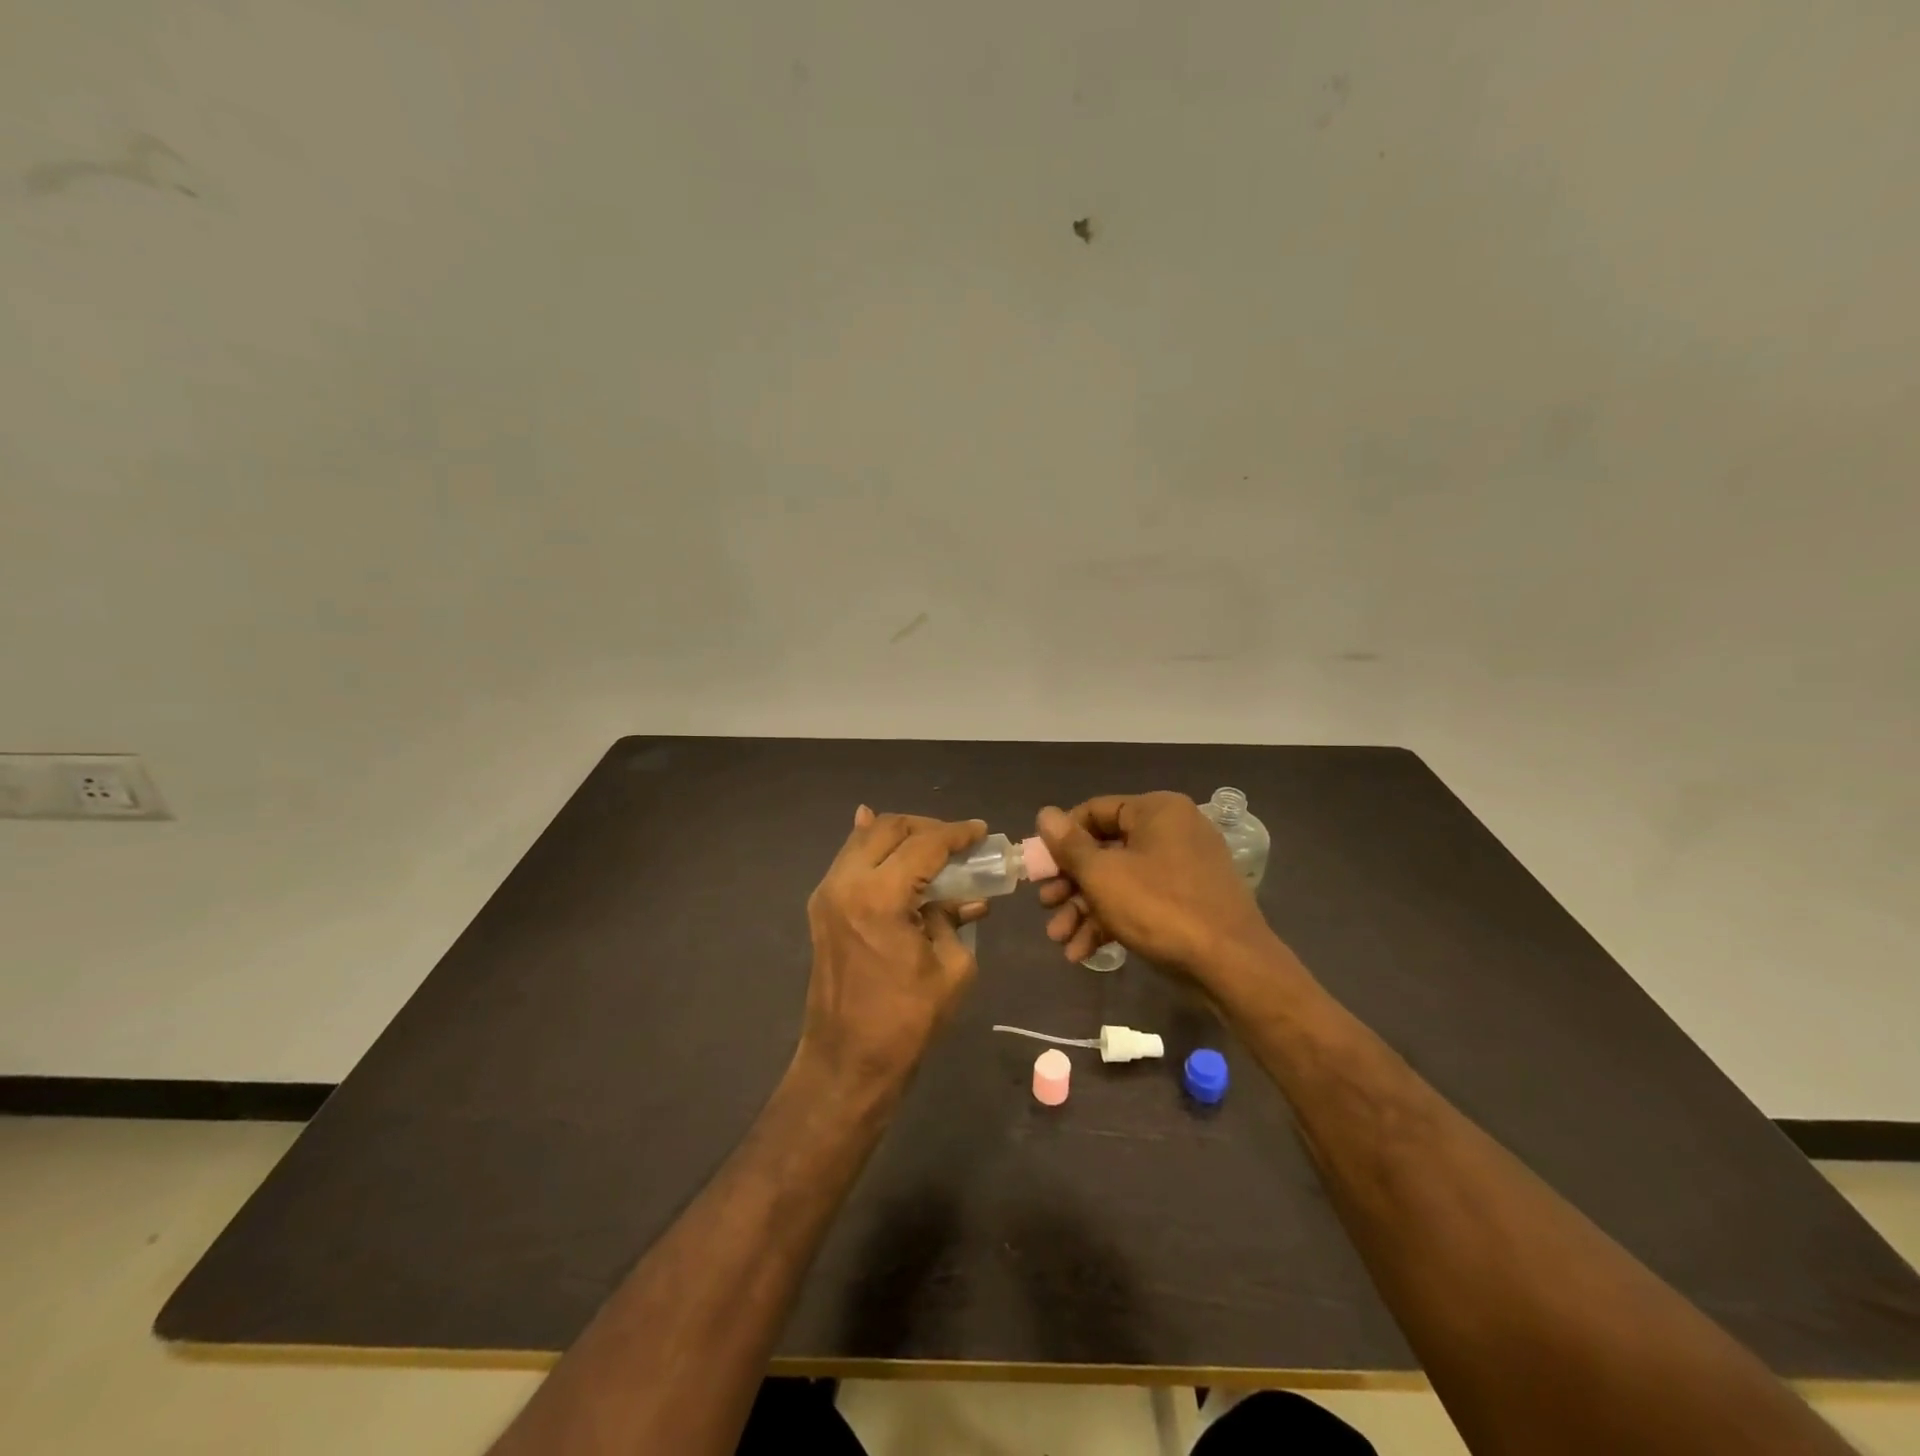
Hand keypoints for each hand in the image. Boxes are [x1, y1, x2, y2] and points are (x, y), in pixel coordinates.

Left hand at [798, 806, 989, 1090]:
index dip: (958, 834)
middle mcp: (846, 883)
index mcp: (879, 897)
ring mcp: (827, 893)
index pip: (925, 844)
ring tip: (934, 848)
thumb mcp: (952, 968)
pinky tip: (893, 845)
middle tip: (957, 841)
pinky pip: (849, 860)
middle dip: (927, 827)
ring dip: (901, 835)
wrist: (847, 1062)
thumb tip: (963, 896)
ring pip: (865, 838)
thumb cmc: (906, 1021)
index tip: (982, 831)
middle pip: (889, 827)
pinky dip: (875, 848)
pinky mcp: (822, 907)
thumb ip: (954, 918)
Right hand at [1034, 793, 1273, 978]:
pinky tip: (1084, 952)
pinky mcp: (1188, 901)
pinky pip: (1141, 901)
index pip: (1094, 811)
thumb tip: (1046, 814)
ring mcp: (1183, 868)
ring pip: (1120, 880)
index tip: (1039, 868)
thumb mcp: (1103, 875)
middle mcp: (1171, 831)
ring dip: (1085, 909)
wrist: (1231, 966)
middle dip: (1070, 883)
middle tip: (1046, 906)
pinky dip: (1112, 921)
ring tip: (1060, 939)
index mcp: (1156, 811)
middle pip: (1105, 849)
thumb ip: (1069, 845)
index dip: (1061, 839)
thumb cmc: (1160, 908)